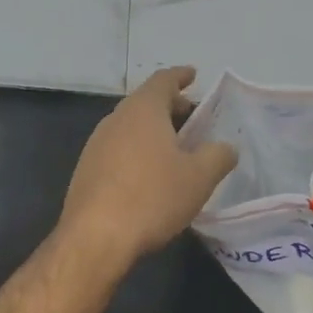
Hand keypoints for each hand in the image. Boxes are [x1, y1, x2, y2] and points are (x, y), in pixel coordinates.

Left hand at [60, 68, 238, 265]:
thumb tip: (226, 147)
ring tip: (175, 148)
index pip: (163, 81)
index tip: (193, 75)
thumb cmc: (152, 197)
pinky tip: (149, 175)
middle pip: (145, 103)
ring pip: (130, 127)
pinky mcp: (86, 170)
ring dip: (152, 131)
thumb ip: (218, 156)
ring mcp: (96, 145)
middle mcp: (115, 120)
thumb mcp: (199, 177)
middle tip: (192, 117)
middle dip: (170, 107)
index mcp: (142, 110)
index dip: (180, 76)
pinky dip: (137, 151)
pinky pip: (117, 149)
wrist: (95, 237)